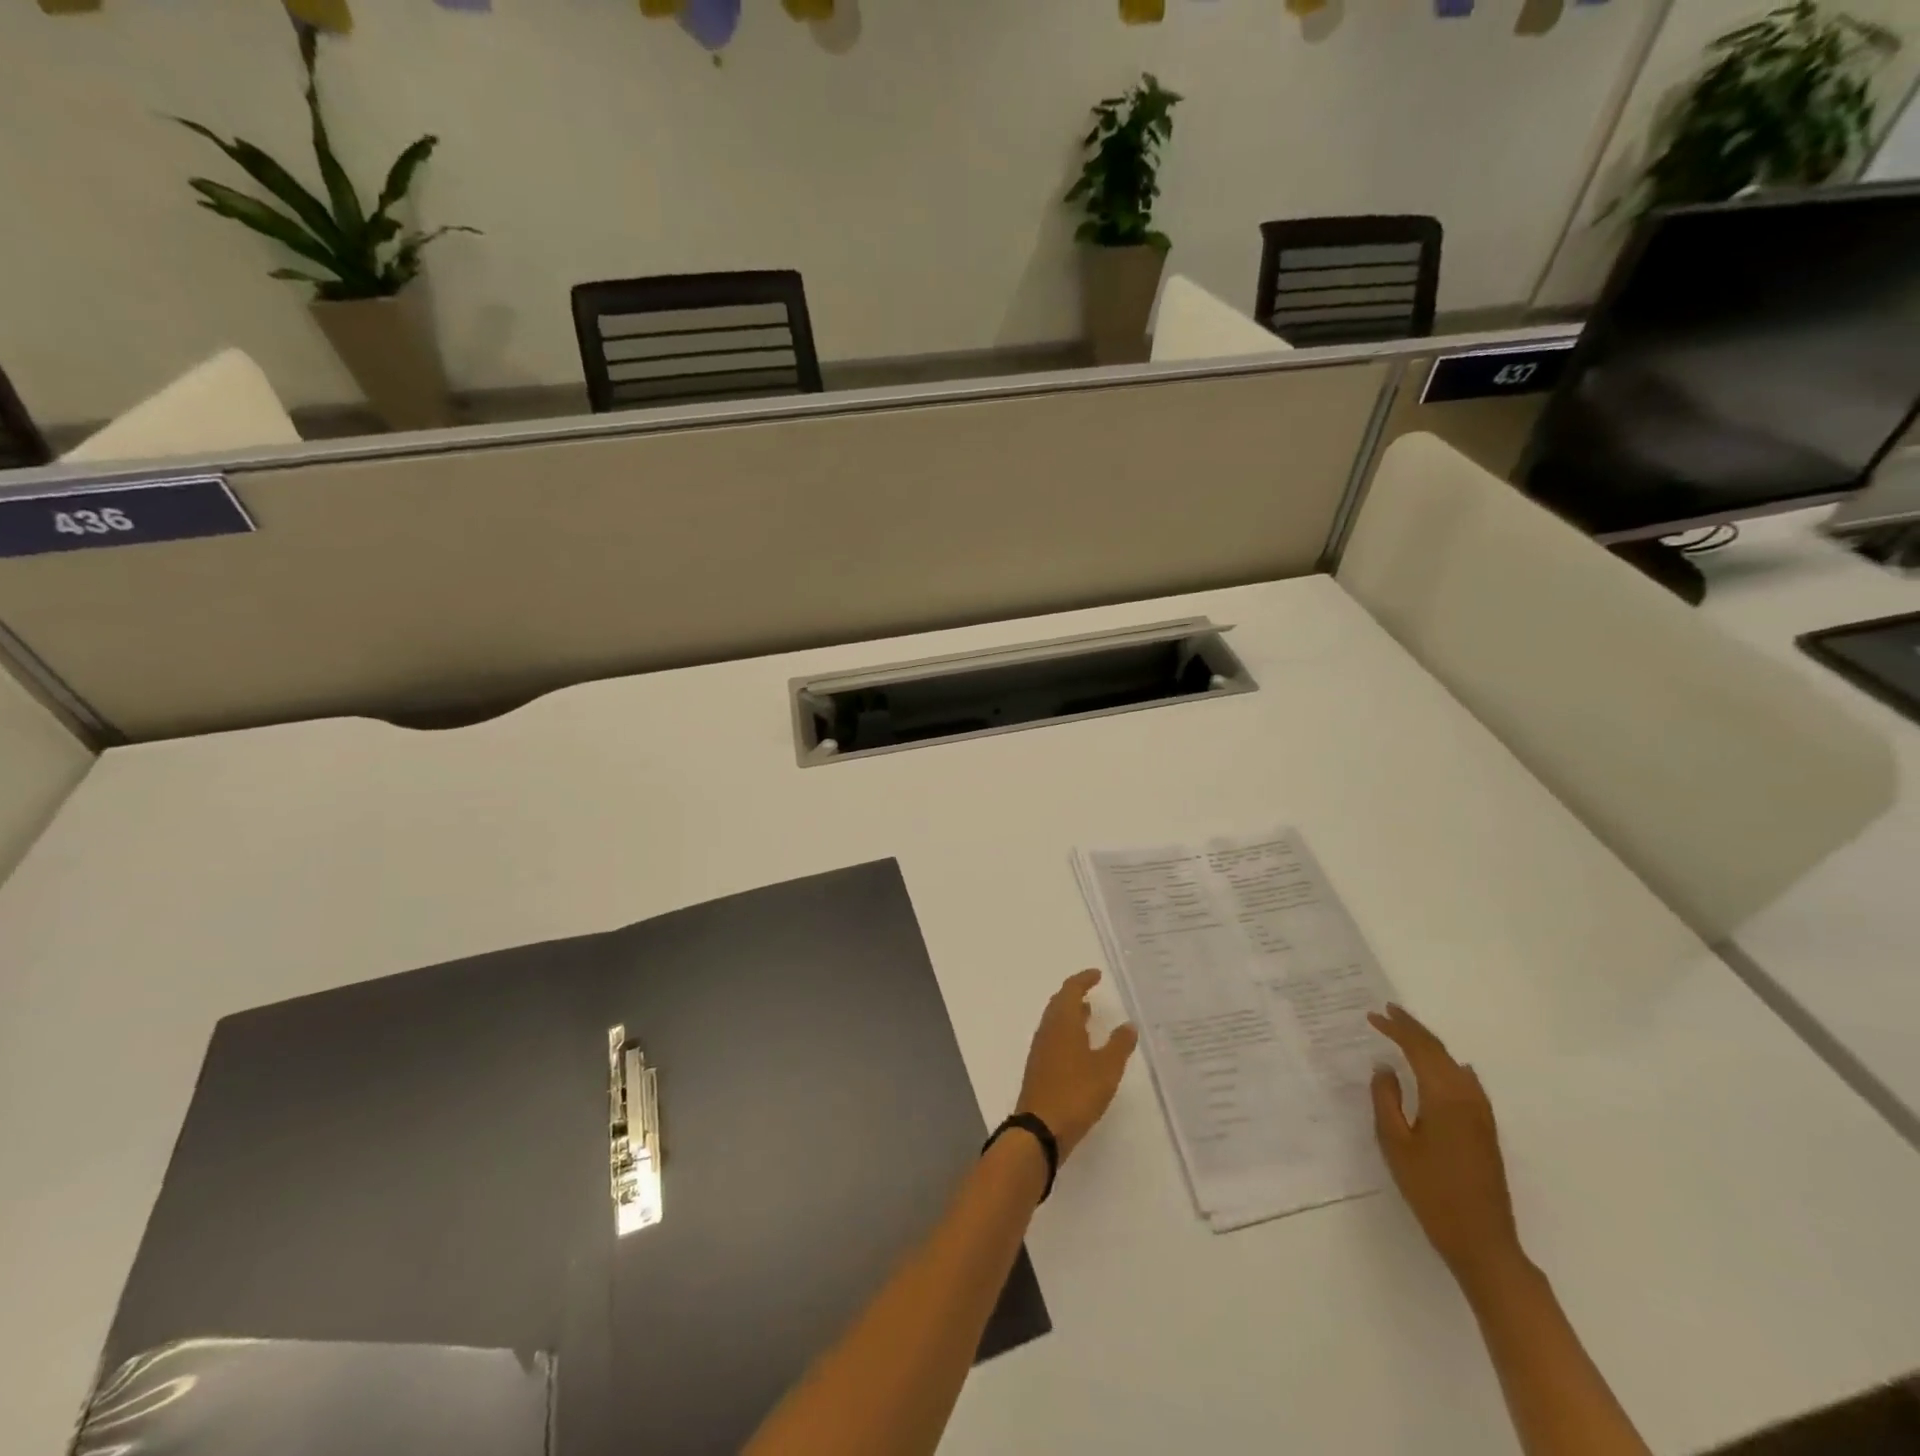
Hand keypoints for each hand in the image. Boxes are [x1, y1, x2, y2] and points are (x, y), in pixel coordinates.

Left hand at [1015, 969, 1138, 1161]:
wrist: (1040, 1128)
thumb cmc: (1075, 1092)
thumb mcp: (1106, 1068)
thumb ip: (1119, 1045)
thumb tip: (1128, 1024)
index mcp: (1062, 1022)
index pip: (1070, 990)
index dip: (1083, 980)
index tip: (1097, 975)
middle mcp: (1048, 1030)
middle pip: (1059, 1003)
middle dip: (1074, 994)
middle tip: (1091, 991)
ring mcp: (1041, 1049)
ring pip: (1055, 1022)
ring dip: (1071, 1014)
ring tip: (1089, 1015)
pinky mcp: (1040, 1068)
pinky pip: (1054, 1039)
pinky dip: (1067, 1033)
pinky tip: (1080, 1048)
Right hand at [1369, 1004, 1523, 1285]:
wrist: (1482, 1241)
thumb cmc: (1431, 1191)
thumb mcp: (1395, 1143)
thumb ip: (1386, 1099)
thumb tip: (1385, 1068)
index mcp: (1444, 1097)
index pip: (1419, 1049)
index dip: (1396, 1029)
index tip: (1373, 1015)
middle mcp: (1468, 1097)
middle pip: (1440, 1052)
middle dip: (1413, 1030)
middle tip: (1387, 1013)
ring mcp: (1482, 1114)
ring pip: (1454, 1065)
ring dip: (1430, 1046)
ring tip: (1407, 1034)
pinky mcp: (1486, 1129)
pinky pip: (1465, 1082)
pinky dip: (1446, 1065)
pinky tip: (1442, 1068)